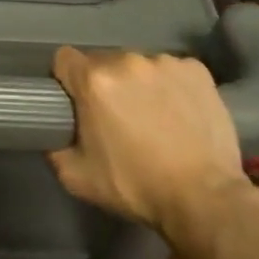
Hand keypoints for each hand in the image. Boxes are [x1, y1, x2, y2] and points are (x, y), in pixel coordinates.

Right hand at [49, 47, 258, 258]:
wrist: (205, 199)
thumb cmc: (136, 187)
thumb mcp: (77, 177)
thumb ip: (55, 147)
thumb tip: (53, 132)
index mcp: (94, 80)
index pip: (64, 59)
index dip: (66, 80)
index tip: (77, 103)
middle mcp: (126, 60)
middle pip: (103, 62)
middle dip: (105, 85)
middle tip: (118, 118)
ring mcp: (165, 62)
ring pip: (138, 66)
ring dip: (139, 85)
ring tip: (155, 119)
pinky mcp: (197, 70)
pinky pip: (172, 71)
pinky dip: (171, 86)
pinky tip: (180, 113)